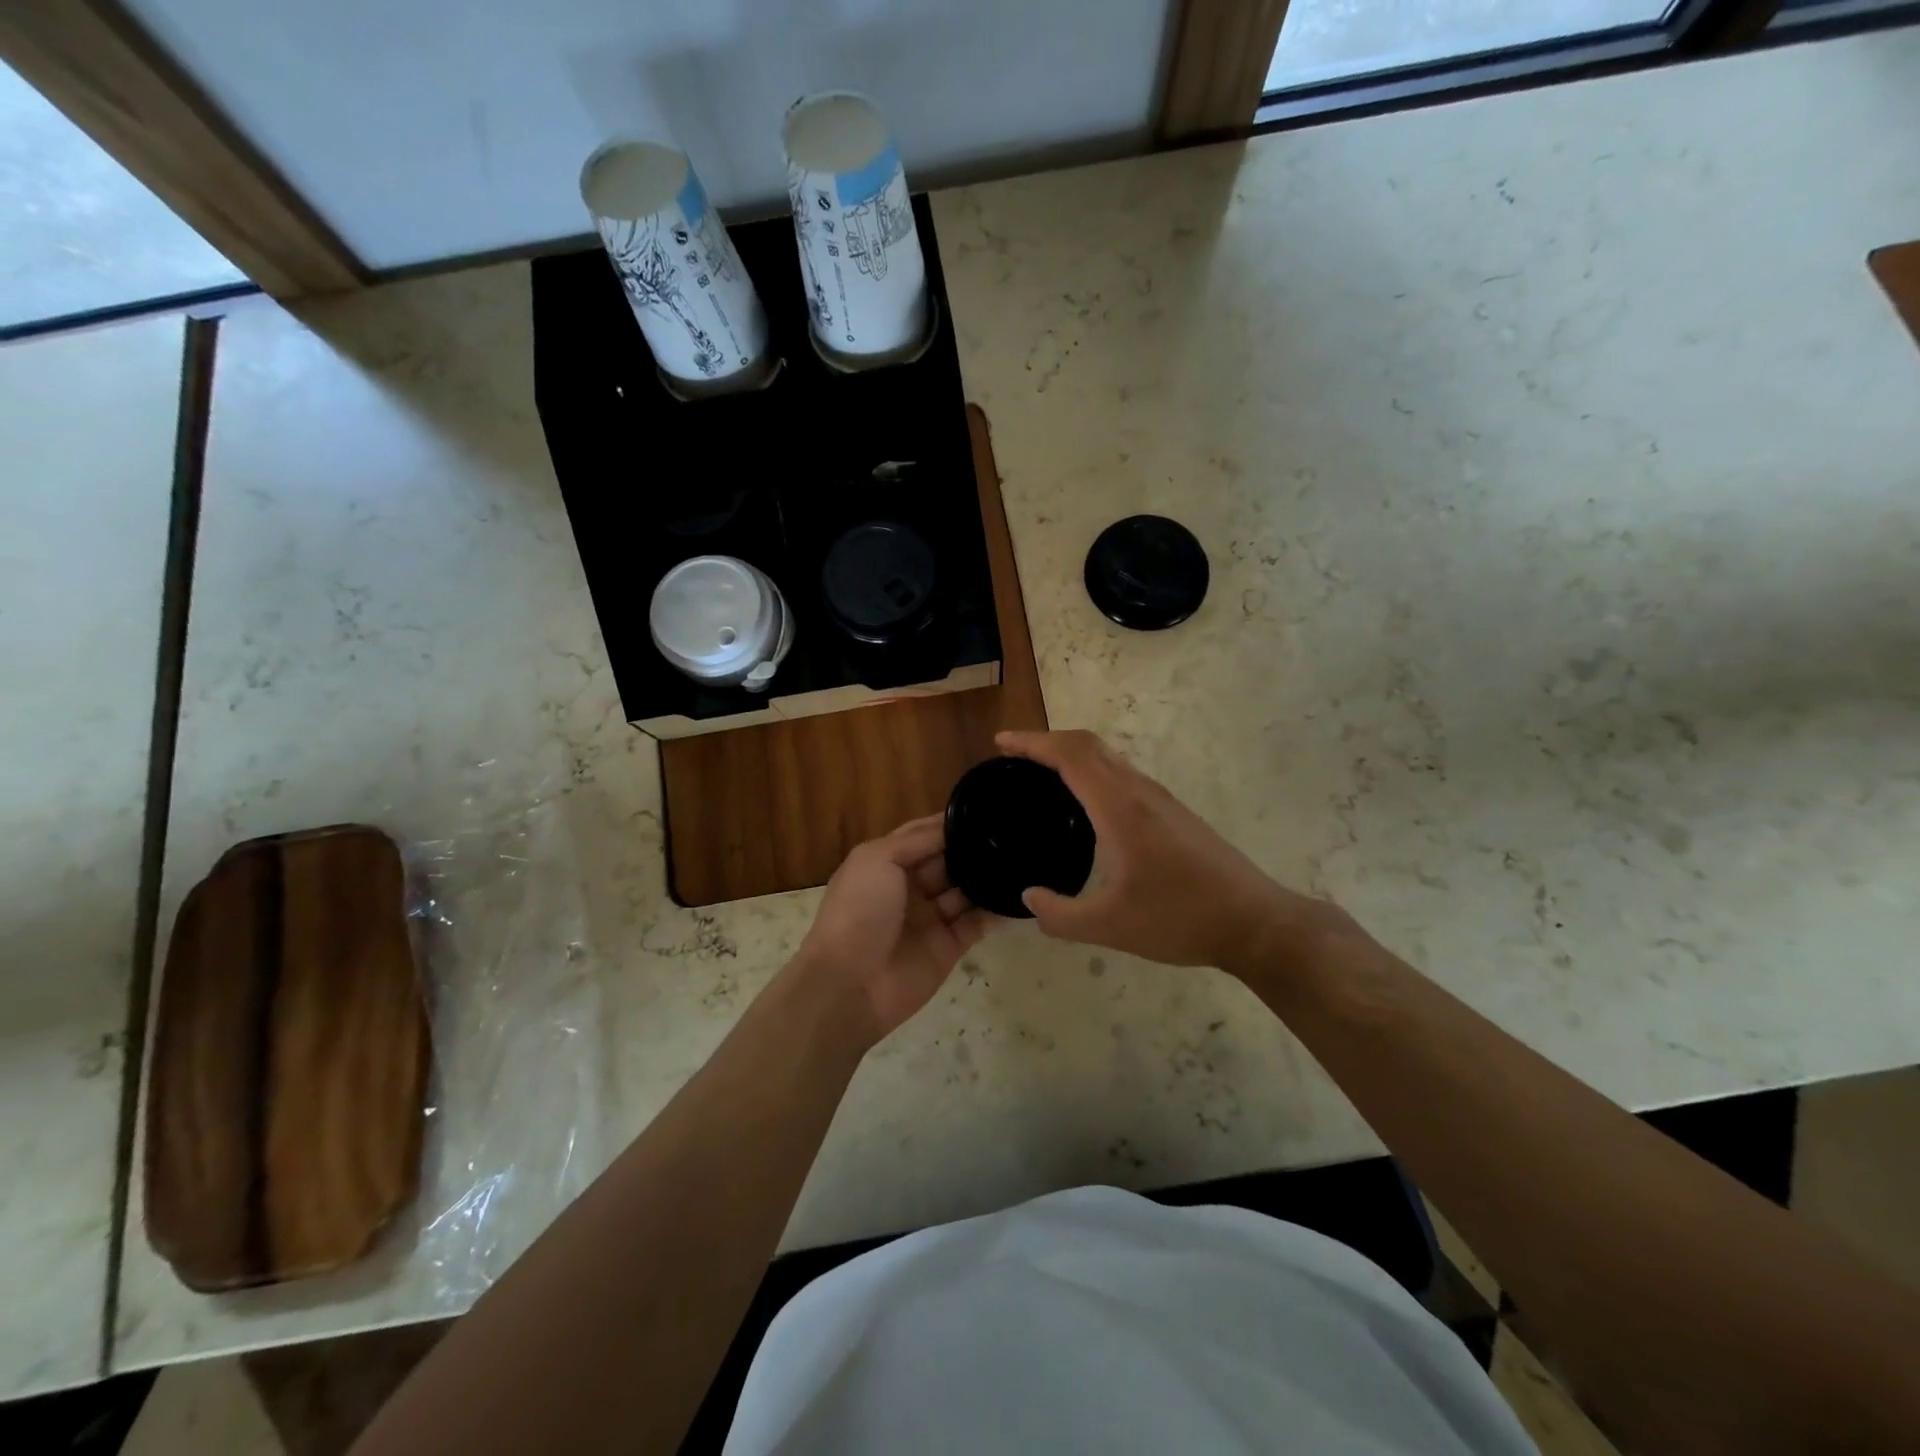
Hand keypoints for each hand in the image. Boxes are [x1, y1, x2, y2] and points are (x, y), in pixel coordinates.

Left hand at [792, 814, 999, 1046]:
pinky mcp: (948, 947)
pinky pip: (977, 924)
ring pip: (965, 891)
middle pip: (948, 861)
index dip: (949, 823)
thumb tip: (952, 827)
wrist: (851, 983)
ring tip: (1020, 860)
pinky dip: (995, 911)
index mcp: (886, 863)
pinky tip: (1019, 896)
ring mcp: (930, 918)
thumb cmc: (859, 911)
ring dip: (987, 878)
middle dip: (973, 849)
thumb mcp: (877, 859)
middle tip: (1012, 835)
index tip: (985, 810)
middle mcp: (909, 887)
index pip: (923, 835)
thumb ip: (916, 840)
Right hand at [995, 729, 1339, 976]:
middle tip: (1013, 755)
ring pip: (1109, 757)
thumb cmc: (1180, 918)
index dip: (1032, 742)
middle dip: (1047, 740)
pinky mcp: (1172, 812)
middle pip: (1088, 744)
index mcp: (1119, 807)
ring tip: (1042, 773)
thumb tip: (1029, 898)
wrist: (1254, 922)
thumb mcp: (1109, 926)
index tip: (1001, 743)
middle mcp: (1139, 791)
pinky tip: (1085, 804)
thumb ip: (1060, 915)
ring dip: (1072, 753)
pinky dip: (1092, 771)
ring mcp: (1160, 799)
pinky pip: (1122, 774)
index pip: (1069, 755)